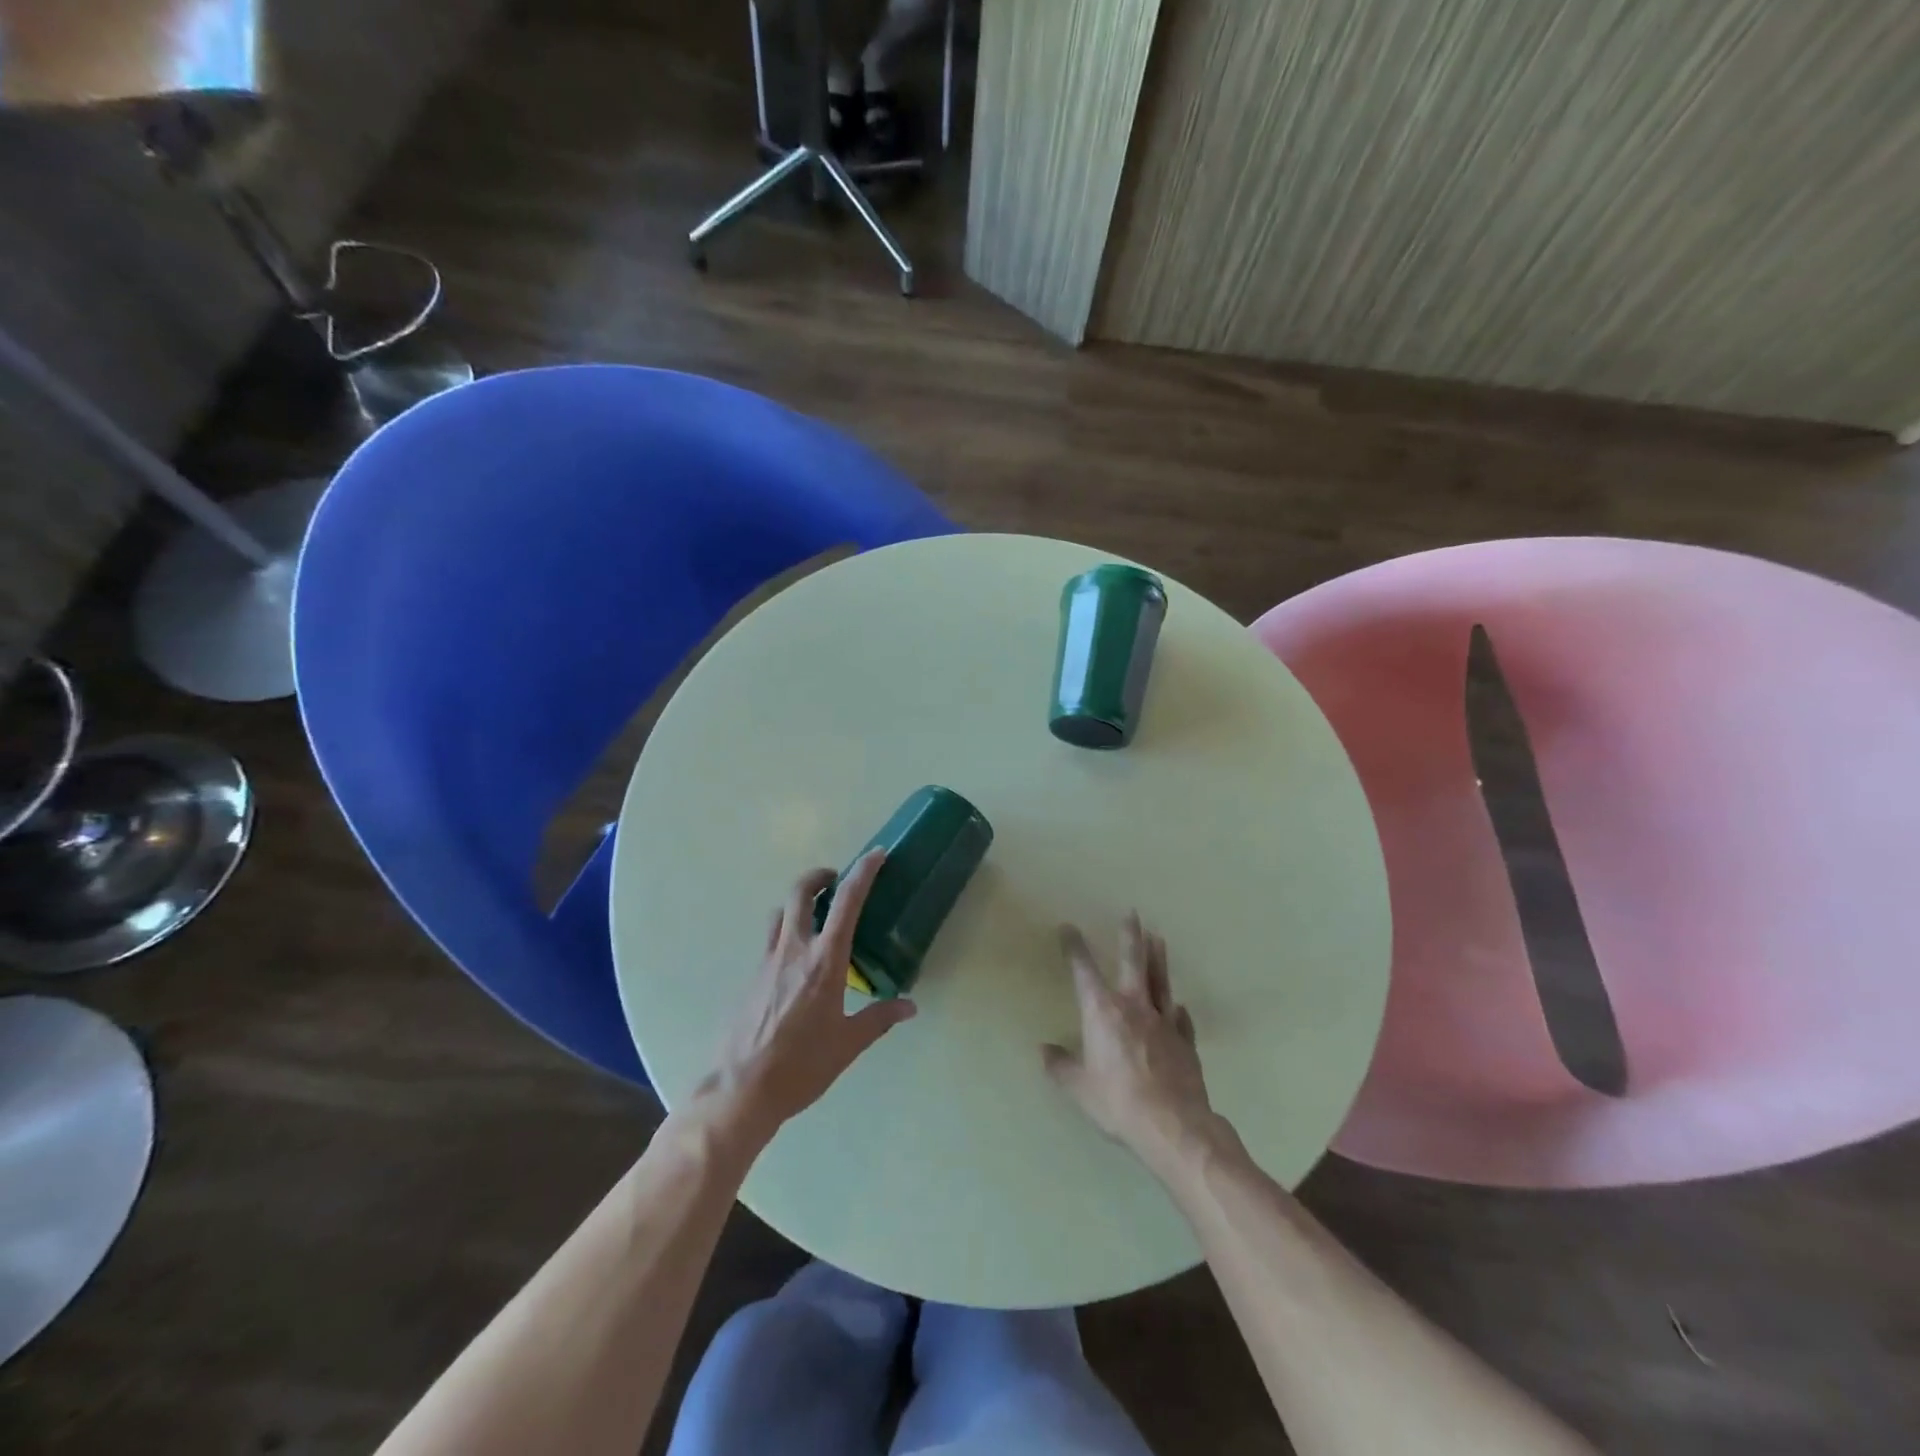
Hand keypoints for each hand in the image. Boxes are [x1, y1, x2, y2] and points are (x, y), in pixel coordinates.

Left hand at [706, 851, 915, 1149]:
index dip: (863, 872)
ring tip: (814, 917)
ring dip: (797, 904)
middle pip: (799, 893)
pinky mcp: (749, 978)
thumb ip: (879, 1019)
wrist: (740, 1091)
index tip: (876, 855)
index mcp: (824, 962)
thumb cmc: (801, 1067)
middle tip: (835, 880)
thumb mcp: (847, 1045)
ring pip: (778, 914)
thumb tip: (910, 1006)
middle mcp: (793, 951)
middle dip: (818, 877)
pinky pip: (768, 942)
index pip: (847, 903)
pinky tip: (794, 965)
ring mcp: (766, 962)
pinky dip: (784, 935)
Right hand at [1043, 913, 1221, 1177]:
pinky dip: (1176, 1010)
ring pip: (1160, 981)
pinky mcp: (1185, 1041)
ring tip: (1159, 938)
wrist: (1174, 1125)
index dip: (1074, 947)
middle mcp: (1133, 1007)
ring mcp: (1163, 1021)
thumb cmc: (1118, 1103)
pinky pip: (1180, 1018)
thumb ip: (1061, 1067)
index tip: (1068, 928)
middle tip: (1133, 913)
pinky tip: (1178, 1006)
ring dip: (1158, 958)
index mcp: (1102, 1012)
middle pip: (1133, 962)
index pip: (1084, 970)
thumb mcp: (1080, 1088)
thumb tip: (1044, 1051)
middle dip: (1130, 936)